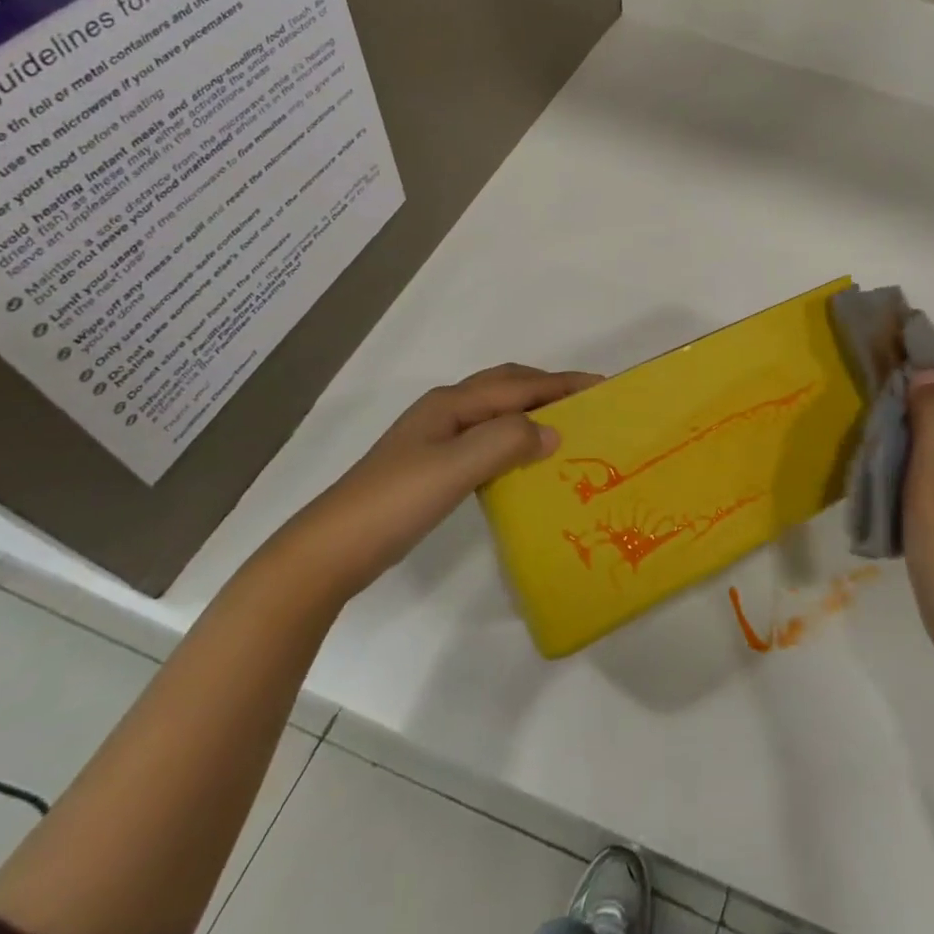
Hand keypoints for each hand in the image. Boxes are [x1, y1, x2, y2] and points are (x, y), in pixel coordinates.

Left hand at [288, 362, 598, 597]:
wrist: (332, 550)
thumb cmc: (395, 502)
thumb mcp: (455, 467)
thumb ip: (506, 441)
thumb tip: (553, 431)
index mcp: (451, 404)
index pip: (518, 385)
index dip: (561, 384)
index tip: (602, 386)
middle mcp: (445, 412)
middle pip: (507, 386)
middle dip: (548, 387)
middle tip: (587, 402)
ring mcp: (436, 439)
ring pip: (496, 411)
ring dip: (532, 410)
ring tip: (565, 426)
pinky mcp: (433, 466)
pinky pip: (487, 437)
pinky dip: (514, 436)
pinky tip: (525, 459)